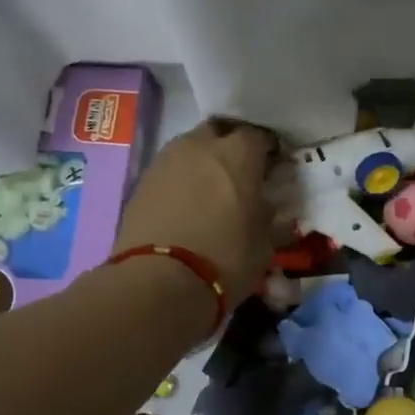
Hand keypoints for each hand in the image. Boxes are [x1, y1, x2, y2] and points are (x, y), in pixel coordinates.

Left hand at [113, 119, 277, 297]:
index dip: (268, 151)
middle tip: (239, 177)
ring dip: (201, 164)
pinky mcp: (141, 182)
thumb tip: (267, 208)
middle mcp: (200, 145)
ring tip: (209, 195)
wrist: (158, 281)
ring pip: (190, 150)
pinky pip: (169, 172)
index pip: (260, 136)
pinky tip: (185, 209)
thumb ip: (270, 218)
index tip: (272, 170)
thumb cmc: (225, 259)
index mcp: (238, 153)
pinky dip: (180, 183)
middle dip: (230, 148)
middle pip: (219, 133)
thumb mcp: (264, 244)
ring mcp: (165, 160)